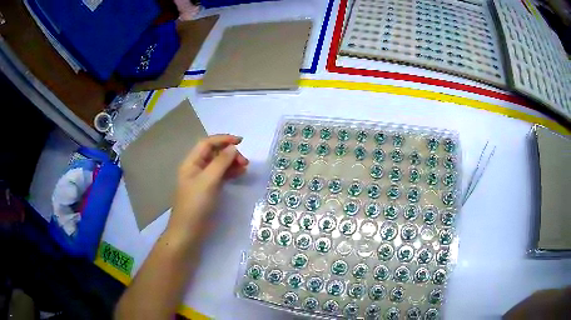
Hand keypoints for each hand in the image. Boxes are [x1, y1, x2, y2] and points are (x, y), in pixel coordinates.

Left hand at [166, 134, 247, 244]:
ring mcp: (203, 180)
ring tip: (245, 168)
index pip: (207, 143)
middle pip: (214, 153)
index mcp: (191, 163)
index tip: (241, 141)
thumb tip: (233, 148)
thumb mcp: (208, 181)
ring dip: (232, 163)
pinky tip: (240, 174)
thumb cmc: (195, 205)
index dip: (223, 139)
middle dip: (230, 153)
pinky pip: (221, 176)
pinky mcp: (209, 190)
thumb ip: (220, 163)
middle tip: (244, 162)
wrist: (189, 232)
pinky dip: (230, 173)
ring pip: (219, 165)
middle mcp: (197, 168)